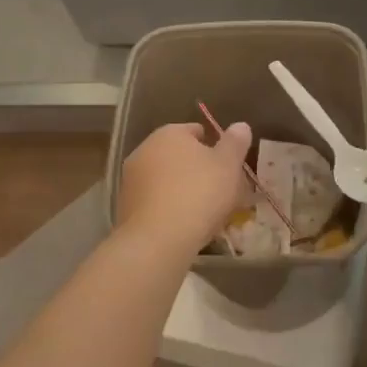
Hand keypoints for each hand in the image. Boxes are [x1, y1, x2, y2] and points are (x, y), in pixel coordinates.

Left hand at [117, 121, 252, 257]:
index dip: (215, 148)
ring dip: (184, 190)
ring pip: (167, 180)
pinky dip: (170, 208)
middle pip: (180, 156)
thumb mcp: (228, 165)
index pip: (196, 131)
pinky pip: (156, 201)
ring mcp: (131, 179)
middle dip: (199, 170)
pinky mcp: (126, 207)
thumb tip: (240, 126)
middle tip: (222, 192)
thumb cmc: (198, 193)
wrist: (157, 240)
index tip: (229, 168)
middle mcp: (144, 150)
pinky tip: (185, 226)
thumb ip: (235, 143)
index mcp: (169, 134)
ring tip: (207, 213)